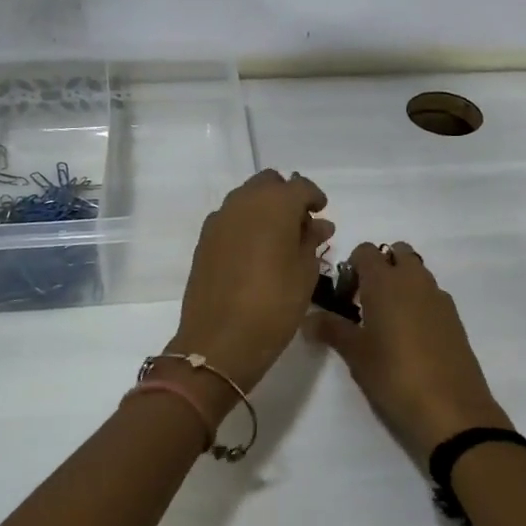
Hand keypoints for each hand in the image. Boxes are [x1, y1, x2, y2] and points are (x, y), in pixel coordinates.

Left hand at [169, 170, 333, 399]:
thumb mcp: (305, 274)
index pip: (300, 186)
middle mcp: (243, 202)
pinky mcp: (204, 240)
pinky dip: (246, 225)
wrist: (219, 341)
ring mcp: (219, 220)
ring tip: (279, 241)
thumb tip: (318, 224)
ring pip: (246, 198)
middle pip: (268, 184)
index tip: (322, 215)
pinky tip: (255, 252)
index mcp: (274, 204)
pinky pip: (230, 219)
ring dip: (264, 209)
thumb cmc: (274, 306)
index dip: (315, 198)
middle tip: (301, 226)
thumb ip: (312, 241)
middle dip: (286, 197)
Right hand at [309, 242, 513, 467]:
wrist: (450, 409)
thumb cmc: (394, 375)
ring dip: (401, 285)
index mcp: (385, 281)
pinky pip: (432, 295)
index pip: (365, 250)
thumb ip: (331, 329)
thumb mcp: (356, 354)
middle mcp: (414, 280)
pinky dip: (419, 303)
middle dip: (381, 268)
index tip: (344, 297)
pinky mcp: (455, 318)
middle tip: (366, 303)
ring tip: (387, 323)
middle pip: (397, 253)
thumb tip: (308, 319)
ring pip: (417, 273)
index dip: (352, 267)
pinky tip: (411, 338)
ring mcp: (438, 297)